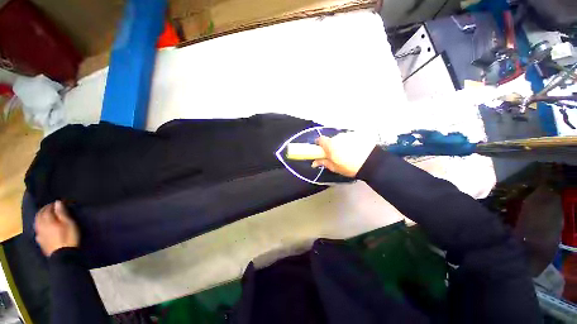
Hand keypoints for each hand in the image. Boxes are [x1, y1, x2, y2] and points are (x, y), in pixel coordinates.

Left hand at [34, 200, 79, 256]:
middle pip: (40, 214)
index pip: (48, 208)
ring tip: (47, 216)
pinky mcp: (40, 240)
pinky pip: (38, 229)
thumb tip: (58, 202)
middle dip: (45, 209)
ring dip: (41, 217)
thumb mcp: (69, 223)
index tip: (60, 202)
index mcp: (47, 220)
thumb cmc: (68, 237)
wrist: (63, 255)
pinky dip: (40, 225)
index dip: (53, 204)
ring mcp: (39, 233)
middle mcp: (40, 225)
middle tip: (52, 207)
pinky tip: (43, 227)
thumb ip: (62, 213)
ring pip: (37, 222)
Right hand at [311, 132, 376, 176]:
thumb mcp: (335, 167)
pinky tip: (356, 149)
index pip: (320, 139)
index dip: (319, 144)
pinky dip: (350, 142)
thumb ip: (323, 162)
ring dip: (342, 144)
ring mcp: (348, 134)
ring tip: (349, 153)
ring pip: (341, 138)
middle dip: (332, 145)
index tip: (321, 149)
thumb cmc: (350, 167)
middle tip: (337, 155)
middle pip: (331, 139)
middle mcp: (338, 137)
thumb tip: (314, 162)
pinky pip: (350, 137)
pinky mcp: (358, 134)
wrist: (372, 163)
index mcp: (330, 145)